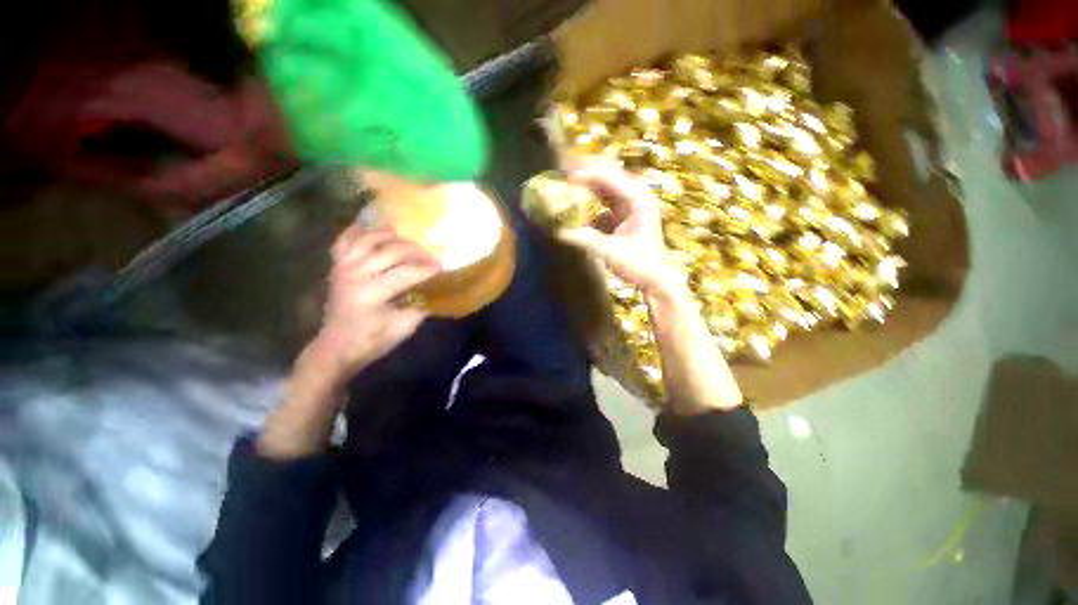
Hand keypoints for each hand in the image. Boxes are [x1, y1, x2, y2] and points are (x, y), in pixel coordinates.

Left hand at [312, 224, 441, 379]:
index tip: (442, 267)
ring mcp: (343, 267)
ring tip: (406, 238)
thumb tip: (436, 289)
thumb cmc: (372, 340)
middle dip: (415, 251)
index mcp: (371, 293)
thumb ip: (421, 306)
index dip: (427, 268)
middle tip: (430, 256)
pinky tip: (374, 228)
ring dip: (389, 235)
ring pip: (367, 239)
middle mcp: (355, 274)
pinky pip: (345, 240)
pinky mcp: (337, 266)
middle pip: (390, 251)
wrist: (336, 347)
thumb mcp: (403, 327)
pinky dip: (359, 230)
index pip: (405, 273)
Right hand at [557, 162, 678, 294]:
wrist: (654, 277)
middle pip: (608, 175)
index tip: (566, 176)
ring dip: (585, 185)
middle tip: (562, 172)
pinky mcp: (622, 213)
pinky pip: (602, 200)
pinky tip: (574, 202)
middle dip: (585, 172)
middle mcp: (636, 195)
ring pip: (604, 186)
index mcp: (639, 199)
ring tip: (564, 183)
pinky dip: (588, 200)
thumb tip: (560, 232)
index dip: (587, 174)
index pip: (610, 178)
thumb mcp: (611, 252)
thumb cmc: (639, 264)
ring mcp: (630, 203)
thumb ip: (586, 240)